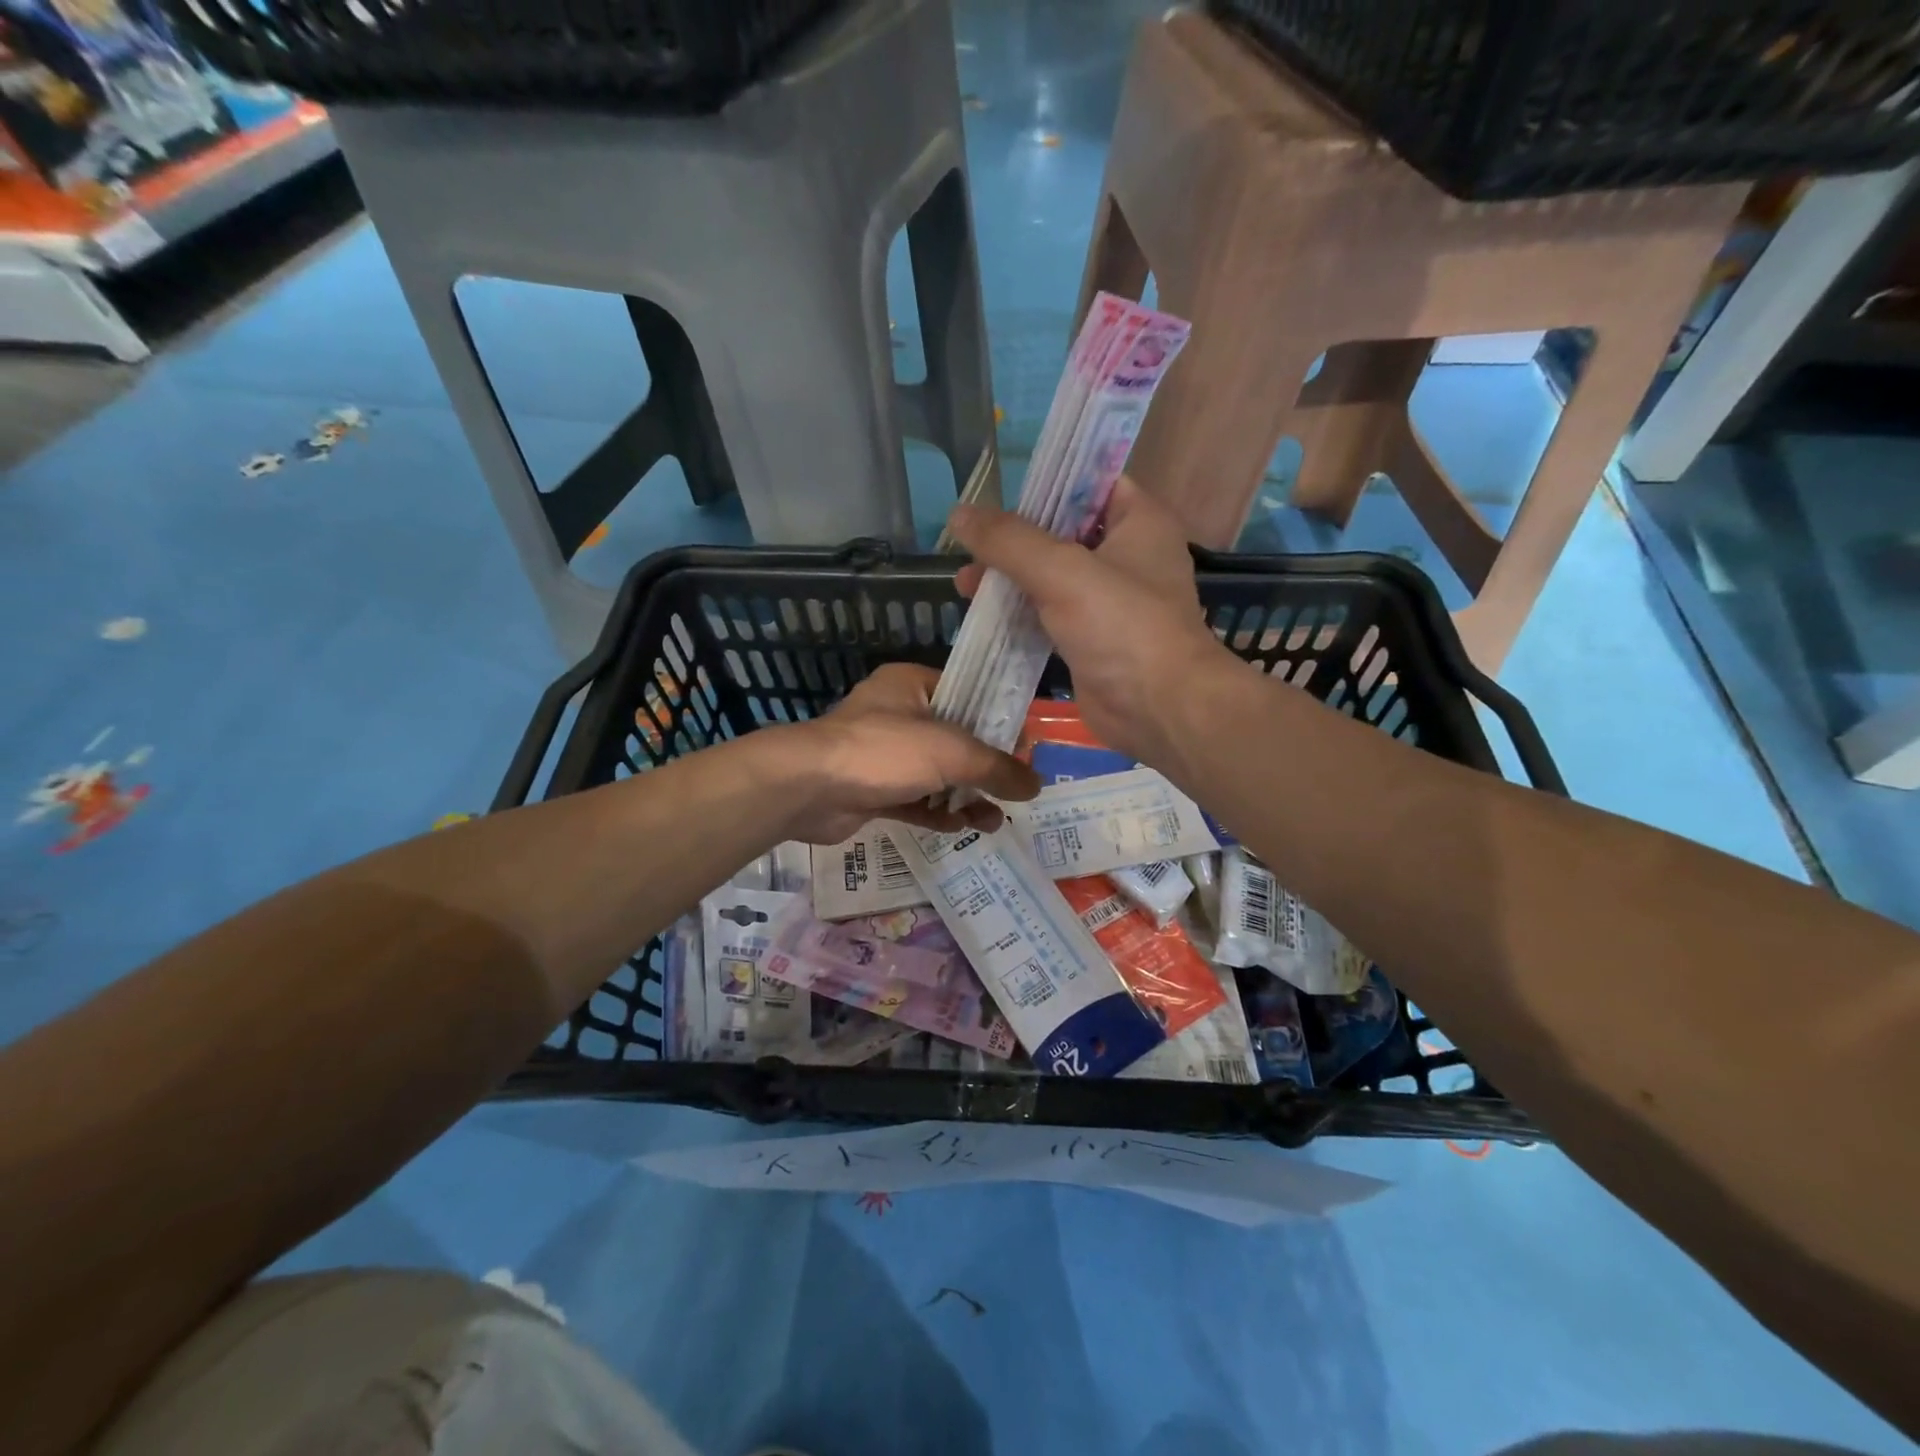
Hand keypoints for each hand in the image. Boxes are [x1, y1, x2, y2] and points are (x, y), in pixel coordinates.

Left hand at [768, 663, 1040, 844]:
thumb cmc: (884, 751)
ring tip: (994, 822)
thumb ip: (997, 767)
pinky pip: (916, 800)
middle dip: (986, 767)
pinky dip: (938, 813)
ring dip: (965, 796)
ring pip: (937, 774)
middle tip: (1016, 791)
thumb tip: (1036, 785)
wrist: (808, 788)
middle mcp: (899, 714)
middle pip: (955, 739)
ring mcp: (884, 754)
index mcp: (914, 685)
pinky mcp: (873, 789)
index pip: (969, 695)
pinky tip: (963, 828)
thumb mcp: (951, 752)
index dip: (1001, 722)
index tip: (1026, 750)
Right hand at [948, 476, 1233, 767]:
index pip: (1091, 482)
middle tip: (970, 547)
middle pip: (1062, 531)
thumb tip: (959, 514)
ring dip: (1010, 579)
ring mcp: (1110, 601)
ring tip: (964, 586)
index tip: (999, 491)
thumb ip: (1008, 541)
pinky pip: (1049, 615)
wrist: (1159, 709)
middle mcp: (1127, 556)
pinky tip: (983, 618)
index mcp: (1139, 522)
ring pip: (1051, 577)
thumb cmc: (1122, 626)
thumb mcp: (1062, 571)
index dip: (1046, 482)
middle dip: (1014, 540)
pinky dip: (1020, 614)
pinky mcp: (1092, 639)